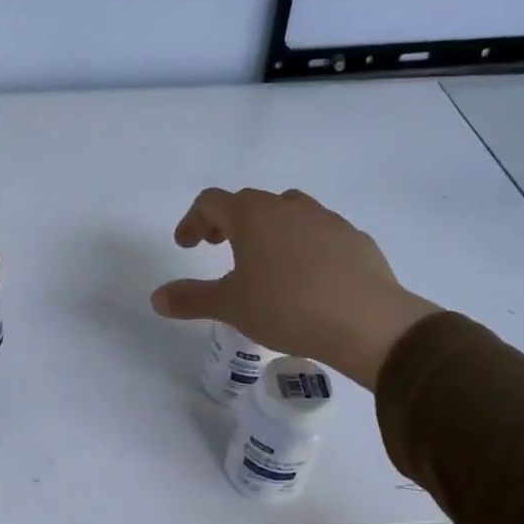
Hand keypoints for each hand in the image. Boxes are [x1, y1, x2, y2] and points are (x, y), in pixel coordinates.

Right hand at [151, 187, 440, 390]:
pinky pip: (318, 233)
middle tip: (216, 247)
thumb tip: (156, 298)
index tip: (186, 245)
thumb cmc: (286, 307)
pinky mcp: (354, 238)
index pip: (210, 201)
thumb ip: (190, 299)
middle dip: (227, 222)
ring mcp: (326, 219)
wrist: (366, 322)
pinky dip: (301, 245)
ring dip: (266, 230)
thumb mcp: (230, 306)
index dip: (192, 220)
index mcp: (252, 215)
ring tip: (262, 261)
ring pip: (286, 214)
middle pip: (248, 202)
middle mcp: (288, 206)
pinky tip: (305, 277)